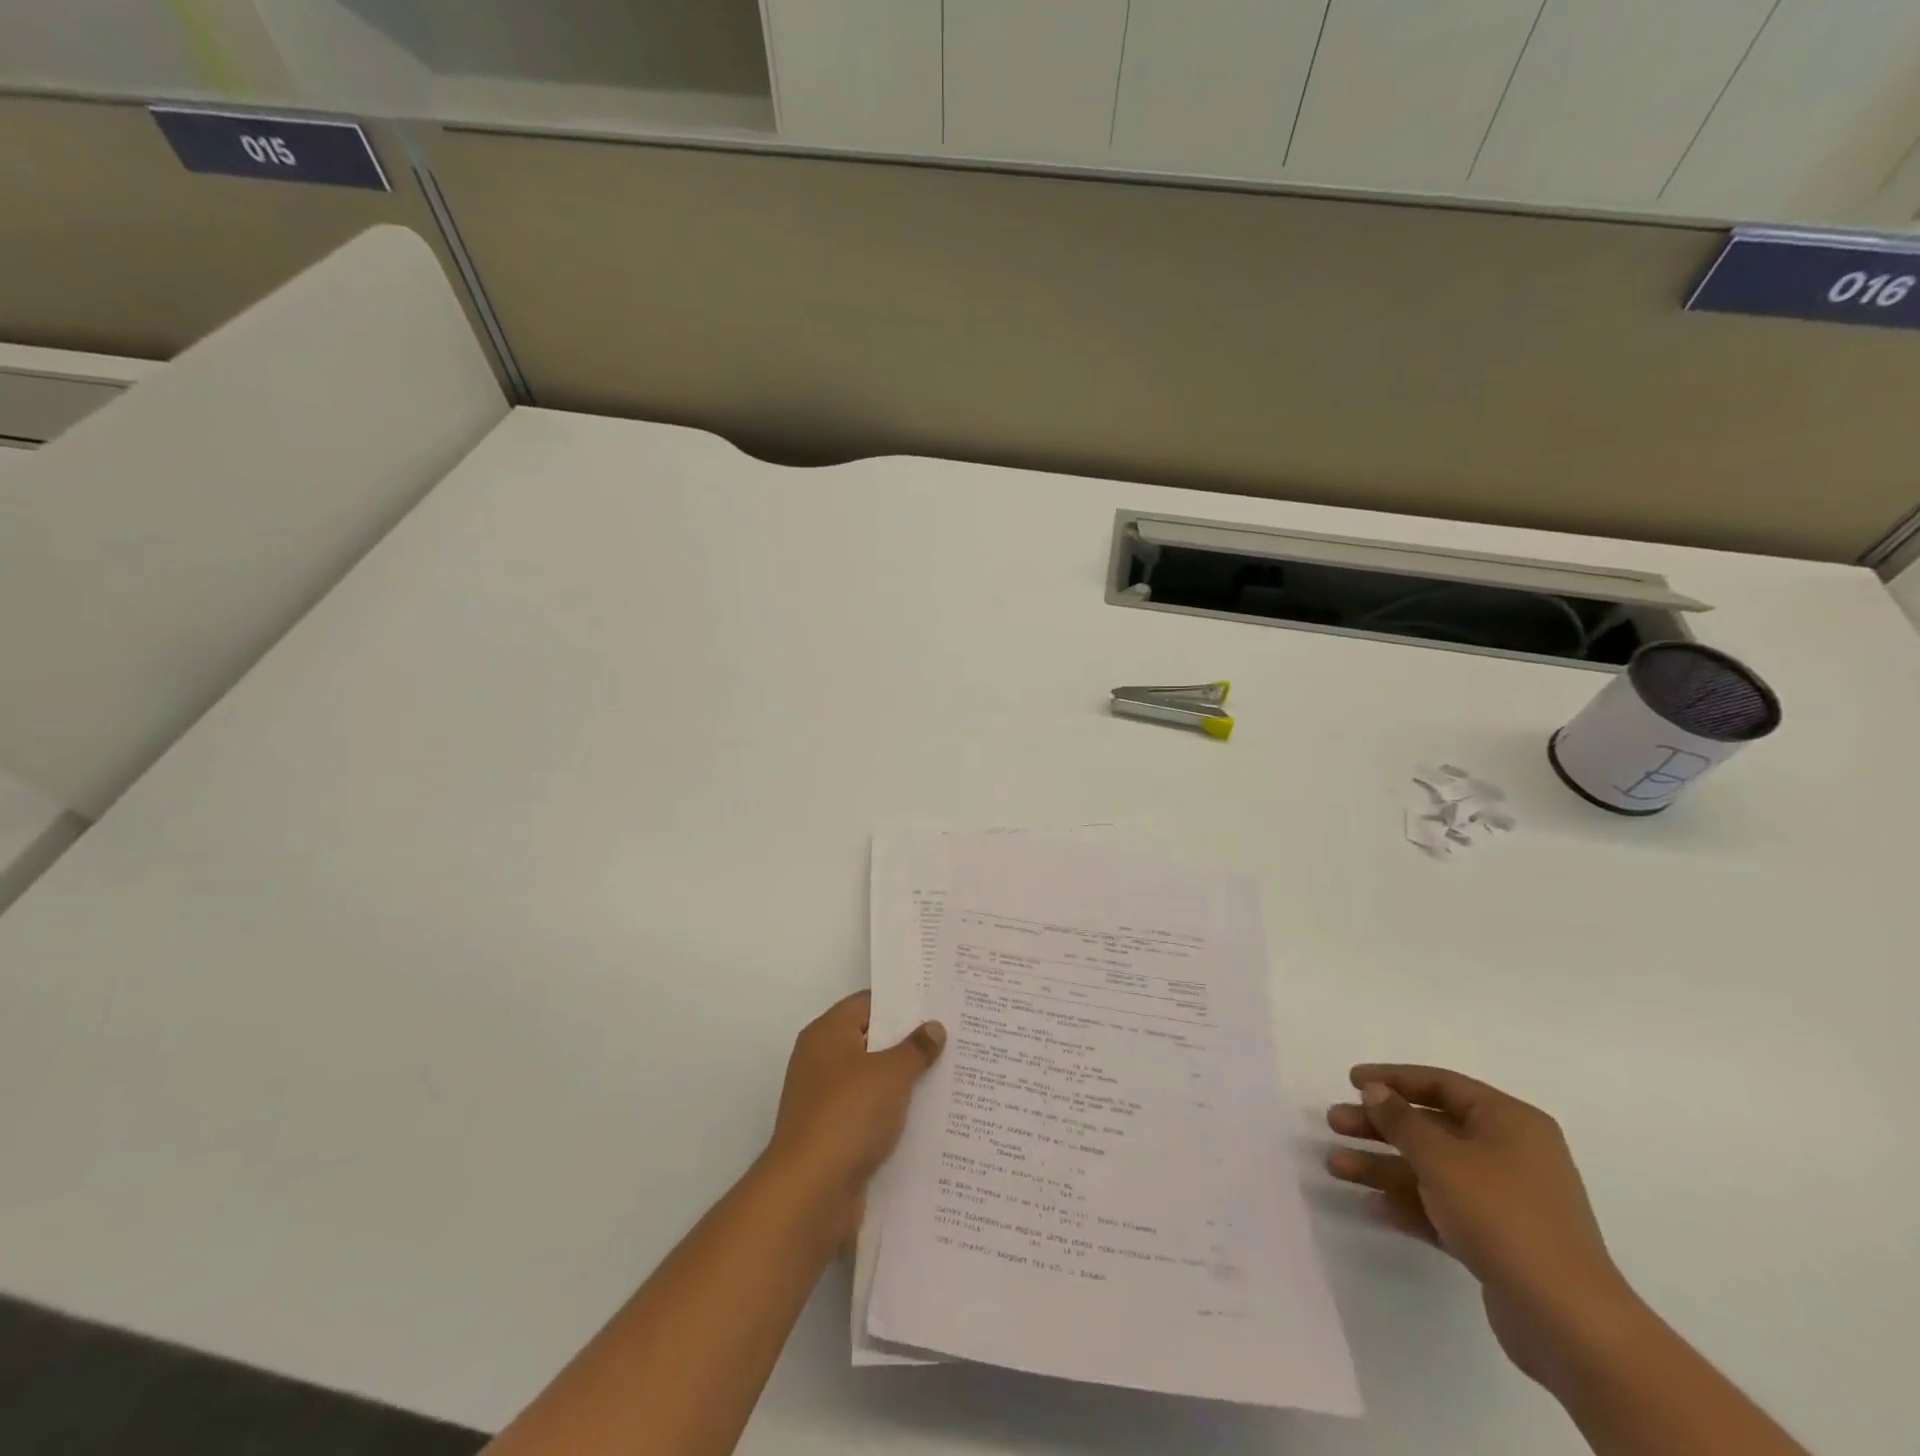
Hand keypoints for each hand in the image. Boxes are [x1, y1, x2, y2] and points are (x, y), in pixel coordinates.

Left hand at [767, 992, 944, 1241]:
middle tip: (953, 1038)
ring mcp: (826, 1102)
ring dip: (904, 1083)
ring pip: (873, 1082)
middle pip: (871, 1041)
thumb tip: (933, 1027)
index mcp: (827, 1034)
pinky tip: (929, 1119)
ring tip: (950, 1076)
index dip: (902, 1002)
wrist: (810, 1193)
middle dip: (909, 1043)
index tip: (938, 1004)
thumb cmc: (848, 1115)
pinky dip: (894, 1116)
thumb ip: (915, 1048)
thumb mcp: (890, 1073)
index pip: (868, 1003)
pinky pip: (870, 1115)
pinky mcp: (834, 1137)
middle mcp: (822, 1062)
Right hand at [1326, 1064, 1637, 1388]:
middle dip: (1379, 1126)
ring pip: (1431, 1169)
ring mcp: (1505, 1198)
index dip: (1393, 1079)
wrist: (1568, 1321)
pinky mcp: (1498, 1240)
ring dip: (1383, 1165)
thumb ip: (1401, 1119)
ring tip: (1335, 1166)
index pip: (1441, 1084)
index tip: (1351, 1080)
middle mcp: (1510, 1152)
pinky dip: (1408, 1202)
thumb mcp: (1441, 1157)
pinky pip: (1442, 1207)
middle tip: (1334, 1123)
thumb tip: (1375, 1090)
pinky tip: (1370, 1204)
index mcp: (1509, 1121)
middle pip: (1431, 1126)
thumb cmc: (1502, 1215)